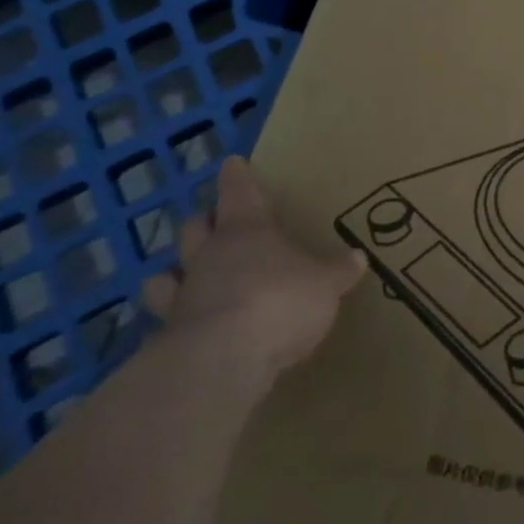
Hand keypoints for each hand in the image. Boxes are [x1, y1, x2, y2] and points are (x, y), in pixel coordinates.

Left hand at [143, 157, 365, 380]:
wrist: (222, 360)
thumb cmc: (279, 302)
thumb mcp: (325, 285)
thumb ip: (338, 271)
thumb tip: (358, 257)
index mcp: (246, 232)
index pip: (239, 193)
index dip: (237, 178)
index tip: (232, 163)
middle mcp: (208, 257)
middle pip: (195, 229)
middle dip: (203, 223)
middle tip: (212, 223)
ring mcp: (183, 297)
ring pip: (165, 275)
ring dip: (173, 274)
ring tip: (184, 278)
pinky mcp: (168, 339)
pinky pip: (165, 323)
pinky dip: (173, 324)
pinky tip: (186, 332)